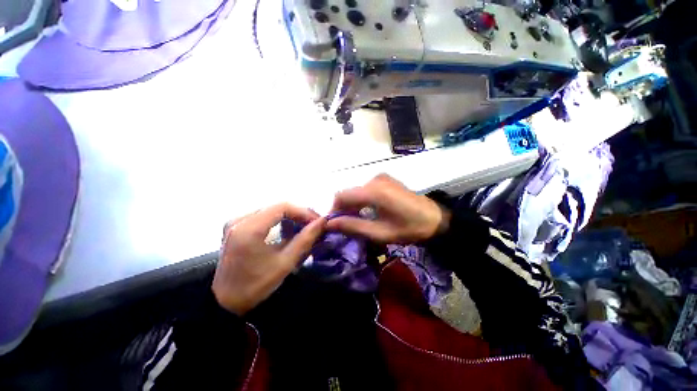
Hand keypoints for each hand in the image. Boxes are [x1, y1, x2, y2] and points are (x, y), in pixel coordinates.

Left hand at [213, 203, 325, 314]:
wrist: (226, 303)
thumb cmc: (256, 285)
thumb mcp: (285, 263)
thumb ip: (305, 239)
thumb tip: (322, 222)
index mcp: (249, 228)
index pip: (283, 207)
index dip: (304, 211)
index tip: (317, 221)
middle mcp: (240, 220)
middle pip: (277, 207)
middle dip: (298, 214)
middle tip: (314, 225)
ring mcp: (236, 223)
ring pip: (271, 211)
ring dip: (290, 217)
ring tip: (304, 227)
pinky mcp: (236, 227)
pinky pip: (263, 217)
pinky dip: (279, 221)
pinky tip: (288, 230)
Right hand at [327, 174, 449, 243]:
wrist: (436, 219)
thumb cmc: (409, 228)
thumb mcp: (380, 233)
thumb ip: (353, 226)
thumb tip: (330, 224)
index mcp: (374, 191)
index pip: (342, 196)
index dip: (333, 210)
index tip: (332, 225)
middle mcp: (375, 179)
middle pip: (349, 193)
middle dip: (343, 209)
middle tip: (345, 226)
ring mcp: (381, 178)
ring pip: (356, 191)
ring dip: (352, 205)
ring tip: (355, 221)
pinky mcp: (385, 180)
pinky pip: (365, 189)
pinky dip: (361, 201)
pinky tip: (366, 212)